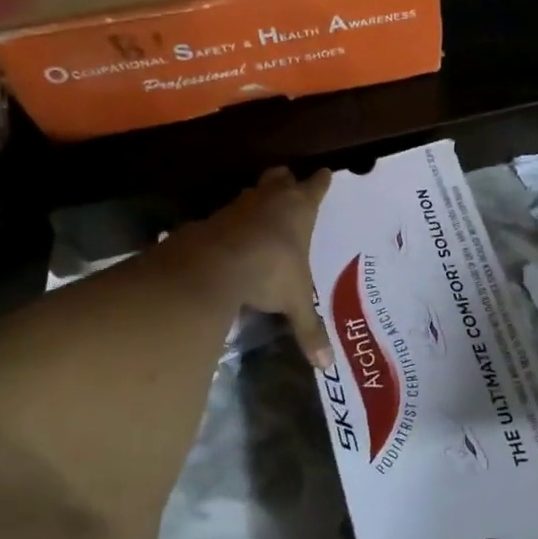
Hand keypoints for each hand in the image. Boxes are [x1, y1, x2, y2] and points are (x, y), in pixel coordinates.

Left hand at [183, 166, 333, 369]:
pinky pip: (225, 216)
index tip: (326, 173)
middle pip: (280, 176)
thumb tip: (327, 364)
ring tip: (260, 216)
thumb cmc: (269, 271)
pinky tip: (230, 240)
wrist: (212, 265)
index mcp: (300, 209)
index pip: (316, 186)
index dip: (321, 181)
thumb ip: (309, 328)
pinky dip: (230, 224)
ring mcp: (238, 206)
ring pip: (251, 192)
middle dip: (286, 180)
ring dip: (257, 201)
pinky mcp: (210, 219)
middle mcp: (270, 199)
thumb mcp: (294, 301)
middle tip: (289, 186)